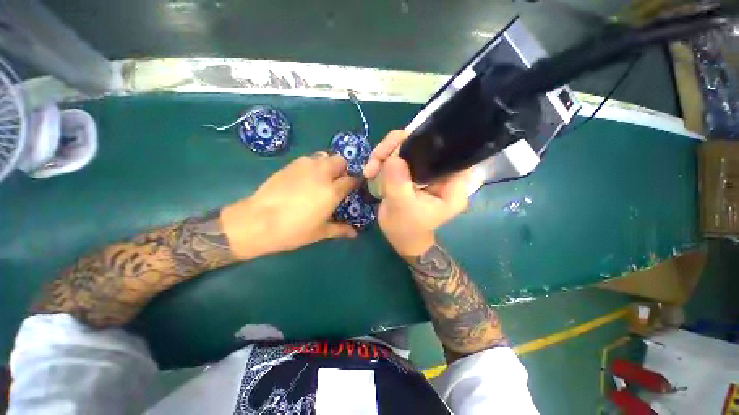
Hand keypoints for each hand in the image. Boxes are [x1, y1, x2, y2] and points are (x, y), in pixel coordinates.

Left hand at [222, 152, 358, 258]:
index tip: (353, 188)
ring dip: (328, 164)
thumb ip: (340, 230)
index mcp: (332, 191)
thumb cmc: (293, 230)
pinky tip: (306, 177)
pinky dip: (313, 164)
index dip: (354, 182)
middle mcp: (322, 174)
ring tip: (322, 177)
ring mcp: (305, 166)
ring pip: (324, 155)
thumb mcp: (320, 232)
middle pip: (340, 160)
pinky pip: (308, 158)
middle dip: (342, 169)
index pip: (351, 179)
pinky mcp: (291, 165)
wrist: (257, 221)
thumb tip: (354, 234)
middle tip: (337, 182)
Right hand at [370, 130, 473, 256]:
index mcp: (452, 183)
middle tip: (376, 160)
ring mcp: (425, 169)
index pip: (447, 149)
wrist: (400, 238)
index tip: (400, 148)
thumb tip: (393, 156)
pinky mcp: (412, 171)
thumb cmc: (407, 229)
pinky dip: (381, 159)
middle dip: (395, 146)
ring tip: (370, 170)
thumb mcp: (402, 207)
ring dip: (384, 153)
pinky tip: (371, 171)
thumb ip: (399, 182)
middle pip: (422, 142)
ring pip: (406, 145)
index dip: (425, 140)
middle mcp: (441, 171)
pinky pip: (396, 155)